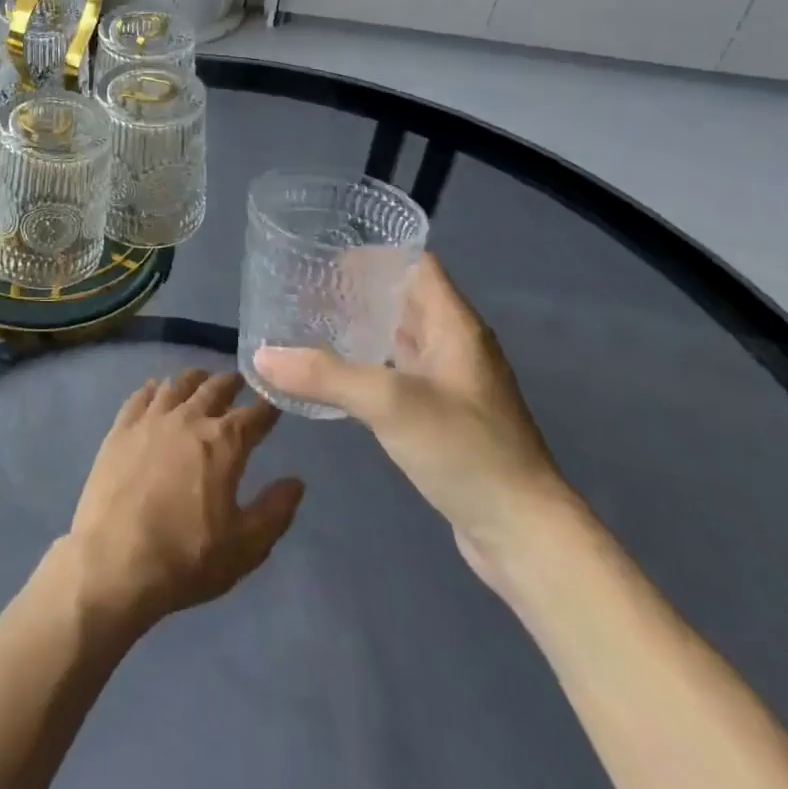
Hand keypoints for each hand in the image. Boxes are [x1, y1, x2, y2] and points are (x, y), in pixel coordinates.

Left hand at [65, 369, 303, 630]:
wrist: (115, 560)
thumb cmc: (187, 558)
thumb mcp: (245, 547)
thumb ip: (275, 510)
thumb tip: (296, 481)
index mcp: (223, 443)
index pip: (254, 415)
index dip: (268, 406)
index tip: (275, 399)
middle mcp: (188, 419)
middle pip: (214, 388)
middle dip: (231, 383)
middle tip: (239, 380)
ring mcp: (150, 419)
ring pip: (177, 385)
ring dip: (194, 379)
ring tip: (202, 378)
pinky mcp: (121, 428)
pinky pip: (141, 396)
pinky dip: (154, 388)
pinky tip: (156, 388)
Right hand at [254, 254, 572, 587]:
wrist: (525, 536)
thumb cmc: (465, 450)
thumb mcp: (389, 403)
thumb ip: (324, 374)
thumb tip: (261, 355)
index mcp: (455, 326)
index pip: (417, 264)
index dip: (376, 252)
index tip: (326, 253)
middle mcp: (456, 346)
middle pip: (405, 298)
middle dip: (359, 288)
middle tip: (306, 286)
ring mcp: (452, 384)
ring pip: (401, 337)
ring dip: (363, 326)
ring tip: (312, 322)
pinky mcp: (444, 417)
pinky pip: (400, 372)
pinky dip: (369, 363)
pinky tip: (337, 374)